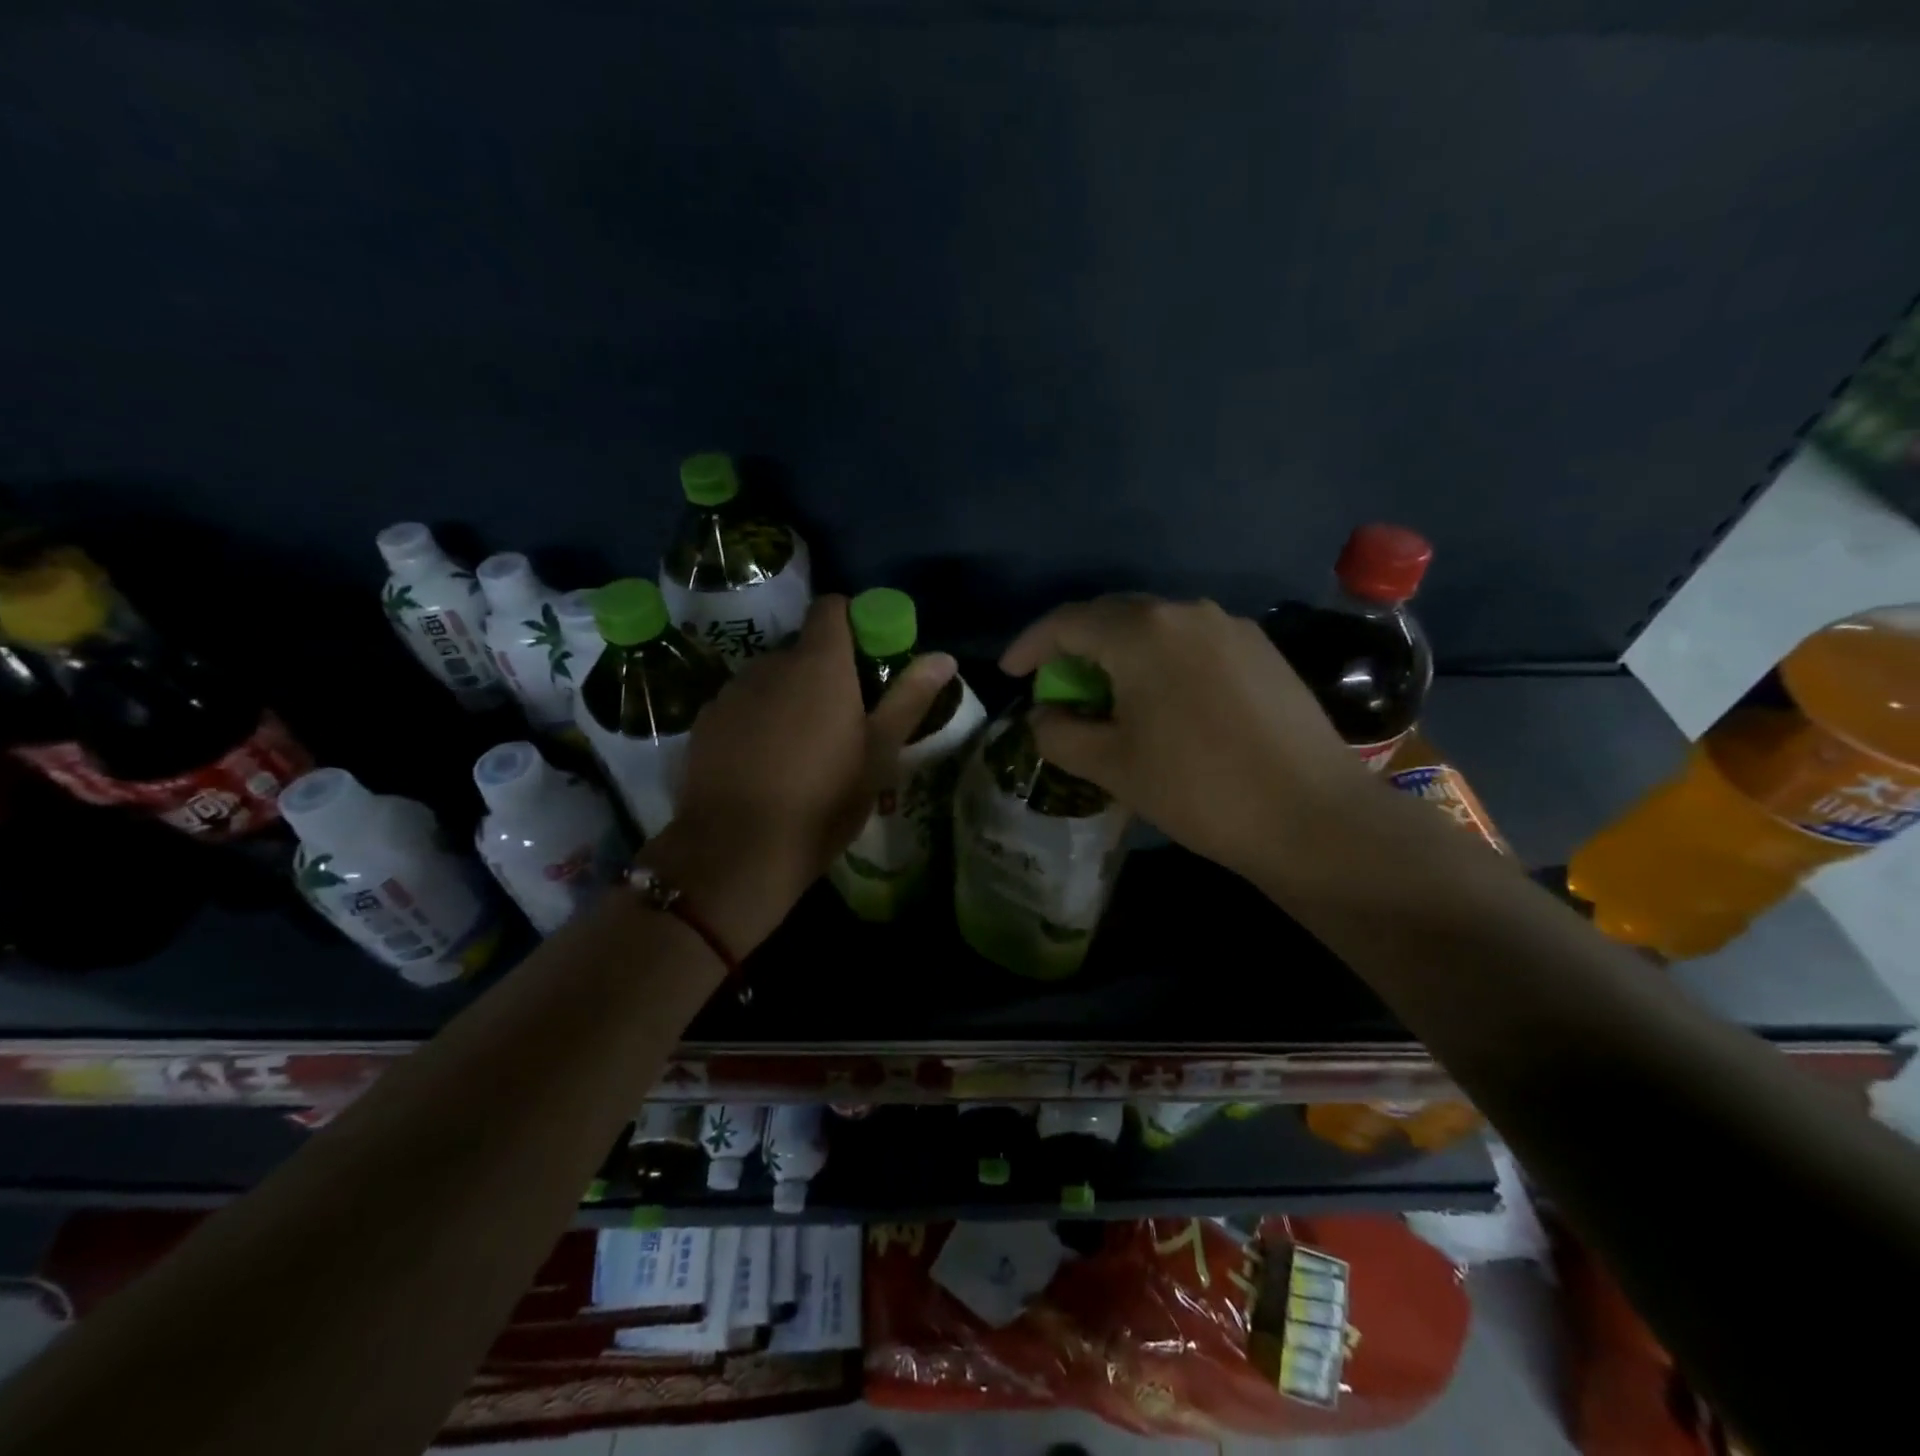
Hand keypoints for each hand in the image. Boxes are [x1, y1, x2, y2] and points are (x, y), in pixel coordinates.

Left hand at [661, 595, 957, 947]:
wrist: (738, 851)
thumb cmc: (823, 799)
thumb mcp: (879, 753)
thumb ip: (909, 698)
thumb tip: (944, 657)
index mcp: (819, 664)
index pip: (832, 607)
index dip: (854, 622)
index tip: (869, 658)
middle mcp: (771, 664)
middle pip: (804, 649)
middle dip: (825, 672)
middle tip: (845, 720)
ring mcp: (732, 691)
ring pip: (771, 679)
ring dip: (790, 697)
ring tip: (803, 749)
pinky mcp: (705, 721)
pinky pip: (742, 705)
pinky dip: (758, 719)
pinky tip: (765, 764)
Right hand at [1000, 596, 1368, 883]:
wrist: (1312, 816)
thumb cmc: (1198, 788)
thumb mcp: (1112, 766)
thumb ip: (1060, 734)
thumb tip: (1043, 716)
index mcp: (1142, 632)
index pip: (1068, 623)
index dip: (1030, 645)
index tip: (1010, 673)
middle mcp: (1186, 612)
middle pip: (1113, 617)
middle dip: (1075, 649)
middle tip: (1058, 689)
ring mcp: (1231, 627)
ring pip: (1155, 629)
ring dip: (1120, 656)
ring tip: (1110, 698)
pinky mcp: (1261, 650)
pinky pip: (1192, 644)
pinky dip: (1161, 663)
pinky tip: (1165, 702)